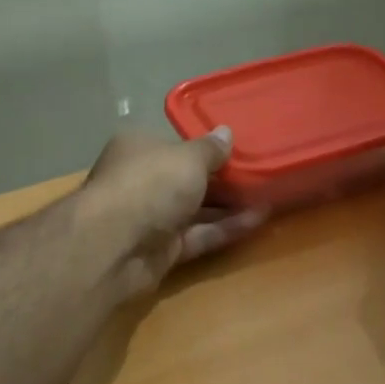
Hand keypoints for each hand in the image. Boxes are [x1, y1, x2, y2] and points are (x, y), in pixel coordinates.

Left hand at [80, 127, 267, 297]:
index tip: (237, 149)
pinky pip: (200, 235)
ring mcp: (152, 218)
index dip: (204, 147)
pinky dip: (226, 228)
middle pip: (185, 178)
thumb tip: (226, 133)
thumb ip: (210, 149)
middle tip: (260, 172)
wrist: (116, 245)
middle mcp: (142, 181)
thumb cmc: (150, 184)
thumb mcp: (188, 158)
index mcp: (139, 149)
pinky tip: (259, 219)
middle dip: (221, 178)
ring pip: (195, 209)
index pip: (174, 145)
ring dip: (229, 204)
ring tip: (268, 194)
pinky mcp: (163, 250)